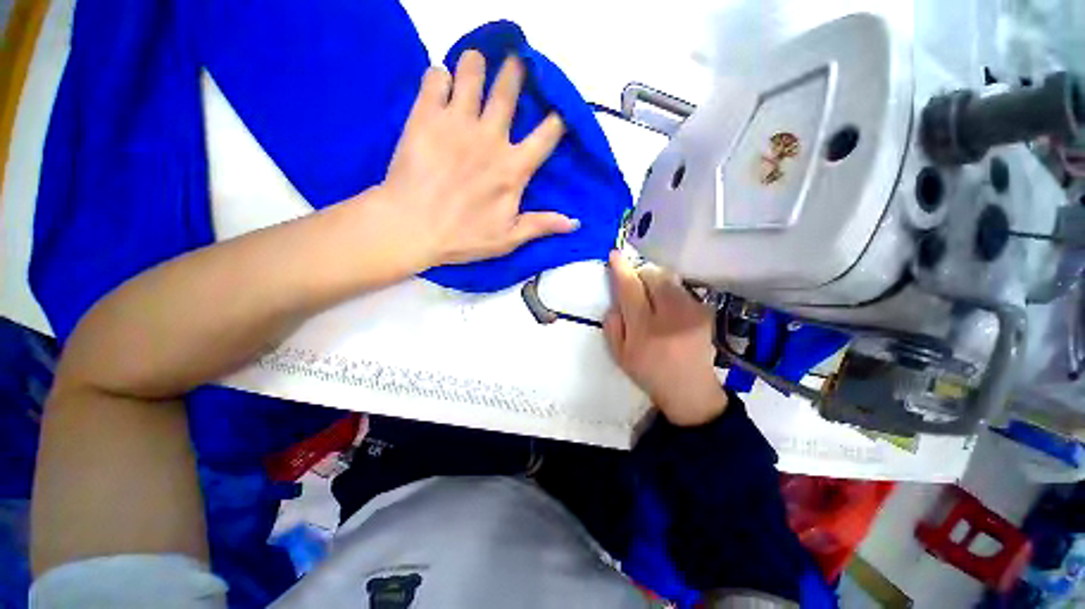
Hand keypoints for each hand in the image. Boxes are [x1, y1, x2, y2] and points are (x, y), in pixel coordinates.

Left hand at [377, 50, 577, 268]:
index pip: (547, 134)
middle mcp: (490, 138)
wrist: (411, 228)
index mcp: (513, 169)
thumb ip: (541, 225)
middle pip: (509, 90)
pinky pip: (435, 78)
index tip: (557, 111)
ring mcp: (457, 123)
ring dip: (476, 64)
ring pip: (472, 72)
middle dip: (516, 72)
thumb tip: (575, 222)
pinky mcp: (425, 116)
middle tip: (516, 63)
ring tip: (475, 65)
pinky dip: (440, 76)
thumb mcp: (508, 239)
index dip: (557, 118)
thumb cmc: (463, 237)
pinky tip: (441, 84)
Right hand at [603, 251, 727, 426]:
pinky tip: (670, 309)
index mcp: (644, 329)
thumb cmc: (648, 372)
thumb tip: (616, 300)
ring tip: (654, 298)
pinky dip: (670, 292)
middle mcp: (670, 316)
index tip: (615, 254)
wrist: (689, 389)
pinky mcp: (705, 312)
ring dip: (657, 281)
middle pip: (654, 276)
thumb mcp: (619, 354)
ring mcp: (691, 312)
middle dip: (641, 274)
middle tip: (635, 285)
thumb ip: (612, 325)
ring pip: (670, 279)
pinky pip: (682, 289)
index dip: (621, 269)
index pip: (630, 289)